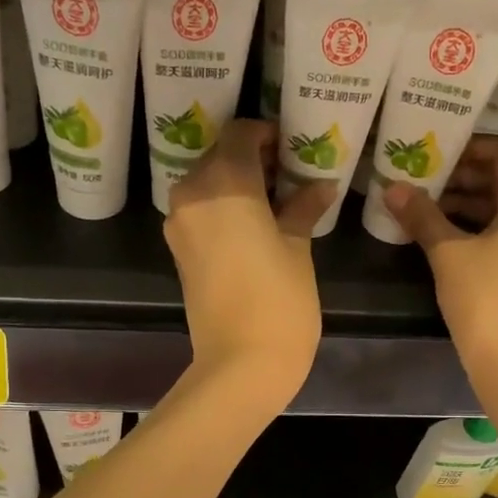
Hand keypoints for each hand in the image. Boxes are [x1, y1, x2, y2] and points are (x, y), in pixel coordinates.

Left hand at [166, 119, 334, 409]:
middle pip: (220, 156)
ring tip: (278, 200)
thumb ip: (303, 207)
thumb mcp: (297, 247)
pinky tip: (256, 223)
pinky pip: (201, 211)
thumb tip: (319, 185)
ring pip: (208, 183)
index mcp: (224, 181)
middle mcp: (192, 192)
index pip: (240, 134)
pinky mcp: (178, 250)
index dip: (268, 135)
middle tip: (291, 174)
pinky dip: (225, 207)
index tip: (294, 148)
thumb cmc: (279, 300)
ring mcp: (180, 223)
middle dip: (254, 158)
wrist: (241, 363)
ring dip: (238, 183)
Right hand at [383, 136, 497, 378]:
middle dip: (465, 179)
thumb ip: (421, 216)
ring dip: (469, 207)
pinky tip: (447, 242)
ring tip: (428, 210)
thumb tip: (392, 187)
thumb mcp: (447, 253)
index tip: (438, 151)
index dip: (472, 148)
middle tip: (425, 180)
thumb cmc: (485, 298)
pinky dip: (479, 232)